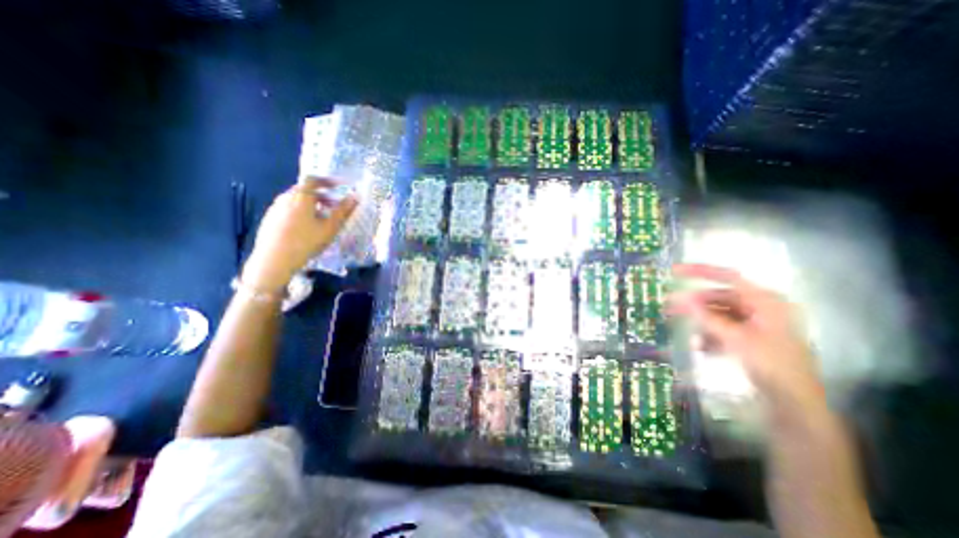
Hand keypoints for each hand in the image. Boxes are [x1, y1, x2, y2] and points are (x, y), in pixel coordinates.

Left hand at [241, 177, 357, 292]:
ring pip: (296, 200)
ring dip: (312, 204)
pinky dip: (301, 211)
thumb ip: (343, 211)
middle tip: (334, 206)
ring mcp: (275, 208)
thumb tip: (355, 197)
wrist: (274, 260)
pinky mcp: (270, 219)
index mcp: (301, 196)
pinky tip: (307, 228)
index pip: (313, 180)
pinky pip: (288, 209)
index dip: (327, 181)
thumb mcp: (330, 227)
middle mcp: (285, 198)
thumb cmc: (306, 241)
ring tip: (323, 219)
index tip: (339, 186)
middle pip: (304, 190)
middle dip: (322, 195)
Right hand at [669, 264, 823, 412]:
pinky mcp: (749, 338)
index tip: (674, 272)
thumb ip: (707, 317)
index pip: (729, 277)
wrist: (795, 404)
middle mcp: (760, 308)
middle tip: (669, 307)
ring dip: (701, 324)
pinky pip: (722, 329)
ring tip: (684, 332)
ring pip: (718, 315)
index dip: (700, 272)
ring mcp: (755, 324)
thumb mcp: (735, 339)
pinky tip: (701, 347)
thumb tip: (681, 298)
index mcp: (765, 301)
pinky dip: (710, 335)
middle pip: (719, 298)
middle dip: (694, 304)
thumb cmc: (771, 365)